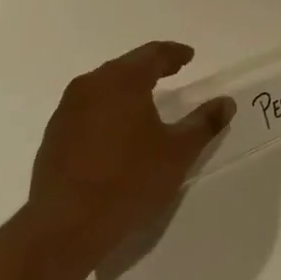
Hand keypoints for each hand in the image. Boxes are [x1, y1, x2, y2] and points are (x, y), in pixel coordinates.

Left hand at [27, 42, 234, 256]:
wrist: (65, 225)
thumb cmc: (129, 180)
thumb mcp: (178, 153)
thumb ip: (204, 123)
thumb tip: (226, 103)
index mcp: (122, 81)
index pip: (152, 54)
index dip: (174, 54)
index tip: (189, 56)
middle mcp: (90, 86)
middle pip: (125, 66)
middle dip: (151, 68)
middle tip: (172, 72)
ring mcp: (67, 110)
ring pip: (103, 87)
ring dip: (127, 89)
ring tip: (147, 102)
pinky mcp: (54, 135)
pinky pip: (88, 109)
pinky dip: (109, 110)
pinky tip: (119, 130)